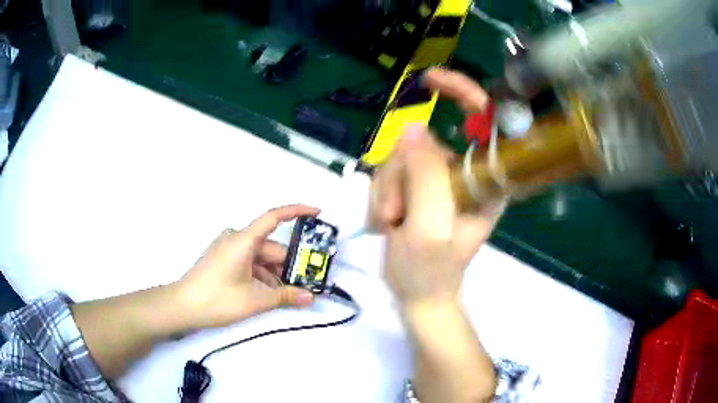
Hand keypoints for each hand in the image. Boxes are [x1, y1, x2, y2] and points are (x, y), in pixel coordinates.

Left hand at [176, 205, 319, 329]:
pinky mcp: (224, 259)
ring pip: (260, 257)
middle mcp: (236, 239)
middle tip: (307, 283)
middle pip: (270, 247)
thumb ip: (285, 296)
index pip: (273, 217)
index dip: (297, 211)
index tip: (317, 213)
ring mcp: (228, 249)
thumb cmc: (216, 299)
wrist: (182, 306)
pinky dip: (261, 275)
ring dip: (275, 273)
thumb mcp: (254, 300)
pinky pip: (249, 262)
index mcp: (242, 240)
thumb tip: (310, 297)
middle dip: (288, 264)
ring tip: (289, 294)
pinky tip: (269, 293)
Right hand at [371, 68, 503, 307]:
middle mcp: (465, 173)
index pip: (484, 120)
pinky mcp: (418, 185)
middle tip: (396, 213)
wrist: (417, 295)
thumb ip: (424, 176)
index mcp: (486, 181)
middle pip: (424, 141)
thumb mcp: (429, 228)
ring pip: (400, 157)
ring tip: (393, 223)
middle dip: (400, 174)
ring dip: (388, 190)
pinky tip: (389, 220)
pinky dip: (382, 195)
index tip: (430, 80)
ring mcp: (439, 178)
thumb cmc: (431, 272)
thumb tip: (412, 129)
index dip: (462, 92)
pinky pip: (390, 171)